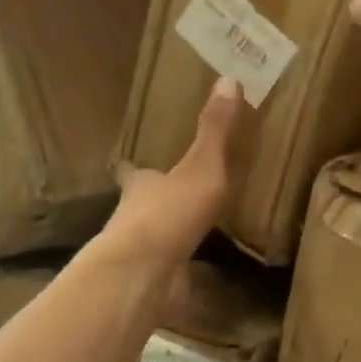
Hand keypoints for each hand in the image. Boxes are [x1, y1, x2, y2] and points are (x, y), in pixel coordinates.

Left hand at [102, 78, 244, 265]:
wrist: (143, 275)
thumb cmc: (169, 212)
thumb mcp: (201, 165)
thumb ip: (215, 130)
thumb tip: (228, 79)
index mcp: (142, 185)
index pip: (134, 171)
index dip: (135, 167)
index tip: (132, 163)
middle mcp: (135, 216)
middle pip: (144, 204)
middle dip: (158, 200)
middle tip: (179, 195)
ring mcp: (142, 252)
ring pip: (156, 238)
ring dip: (171, 234)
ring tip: (196, 232)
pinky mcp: (152, 282)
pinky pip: (172, 270)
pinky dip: (185, 270)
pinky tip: (203, 272)